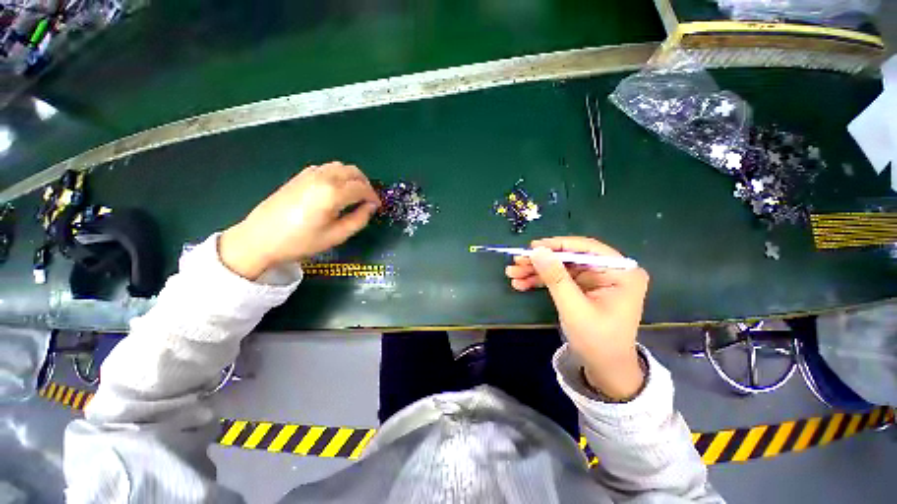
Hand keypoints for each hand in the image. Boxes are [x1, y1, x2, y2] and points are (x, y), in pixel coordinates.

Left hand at [220, 162, 379, 279]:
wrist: (260, 238)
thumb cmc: (301, 241)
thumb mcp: (336, 236)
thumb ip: (359, 219)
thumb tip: (370, 207)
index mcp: (332, 193)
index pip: (362, 188)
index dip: (373, 197)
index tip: (377, 207)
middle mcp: (323, 177)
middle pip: (354, 172)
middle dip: (365, 185)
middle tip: (368, 200)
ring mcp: (310, 173)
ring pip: (341, 167)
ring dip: (353, 178)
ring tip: (354, 195)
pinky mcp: (300, 175)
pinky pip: (327, 168)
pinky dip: (338, 175)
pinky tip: (336, 190)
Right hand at [505, 236, 648, 398]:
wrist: (604, 368)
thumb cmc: (597, 341)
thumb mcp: (574, 308)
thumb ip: (556, 278)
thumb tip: (537, 250)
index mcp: (621, 272)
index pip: (587, 248)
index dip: (557, 245)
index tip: (532, 247)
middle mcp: (610, 271)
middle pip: (569, 257)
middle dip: (541, 261)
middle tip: (516, 262)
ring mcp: (595, 279)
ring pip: (560, 267)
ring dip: (536, 271)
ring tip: (512, 274)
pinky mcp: (583, 287)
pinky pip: (559, 278)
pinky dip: (540, 280)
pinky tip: (522, 283)